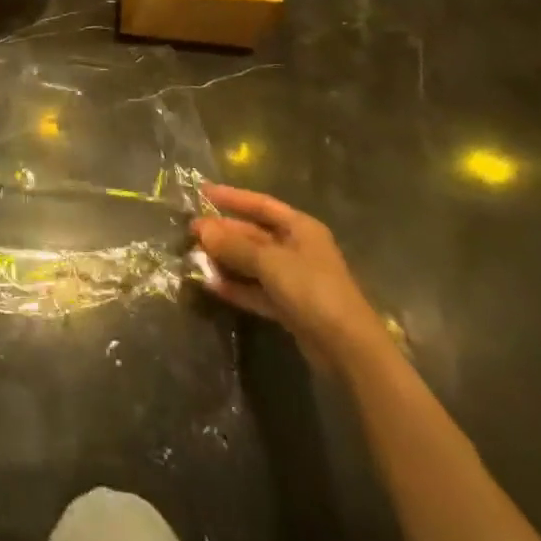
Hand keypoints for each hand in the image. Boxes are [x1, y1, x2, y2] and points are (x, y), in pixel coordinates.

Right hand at [191, 185, 386, 368]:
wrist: (347, 348)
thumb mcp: (270, 262)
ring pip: (253, 263)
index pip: (261, 204)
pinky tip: (211, 286)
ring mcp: (294, 279)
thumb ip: (234, 245)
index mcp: (300, 228)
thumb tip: (201, 229)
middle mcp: (297, 249)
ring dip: (227, 260)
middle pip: (254, 234)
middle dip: (224, 232)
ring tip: (195, 257)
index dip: (232, 197)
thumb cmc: (312, 290)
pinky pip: (257, 289)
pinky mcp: (289, 306)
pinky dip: (237, 287)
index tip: (202, 192)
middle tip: (192, 231)